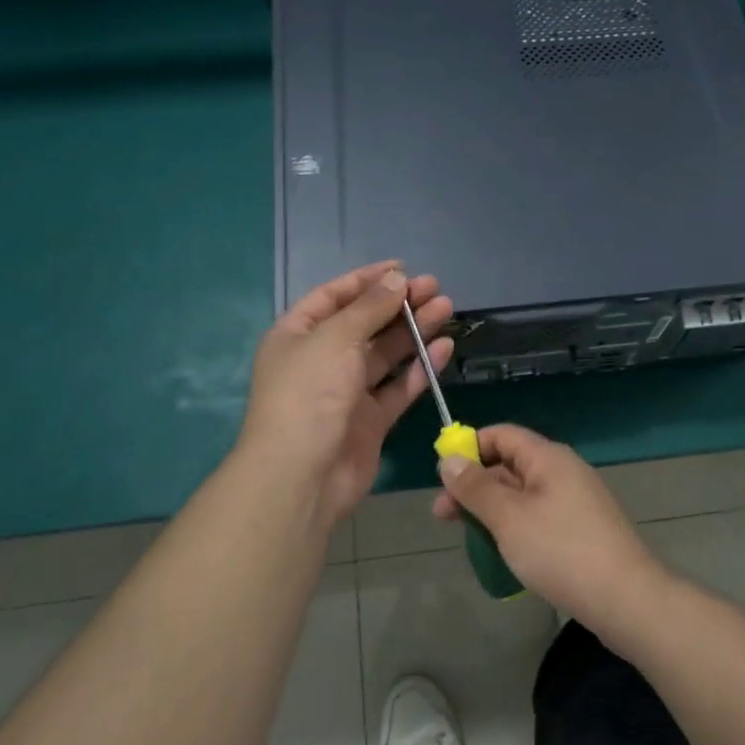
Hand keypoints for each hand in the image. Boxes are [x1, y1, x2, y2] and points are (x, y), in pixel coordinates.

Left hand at [236, 261, 453, 526]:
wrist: (301, 476)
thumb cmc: (309, 393)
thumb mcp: (336, 338)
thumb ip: (370, 308)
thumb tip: (397, 280)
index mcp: (298, 334)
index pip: (334, 296)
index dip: (367, 280)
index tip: (403, 268)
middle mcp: (321, 359)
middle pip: (365, 323)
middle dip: (398, 303)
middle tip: (435, 288)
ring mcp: (346, 391)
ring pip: (386, 354)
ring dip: (414, 330)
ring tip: (447, 308)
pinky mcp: (370, 421)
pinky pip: (398, 387)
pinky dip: (420, 368)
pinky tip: (443, 347)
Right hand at [434, 424, 670, 638]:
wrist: (627, 600)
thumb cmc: (562, 551)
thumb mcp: (509, 518)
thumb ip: (476, 487)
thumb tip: (449, 458)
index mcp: (548, 458)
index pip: (502, 435)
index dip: (469, 447)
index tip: (442, 475)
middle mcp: (563, 471)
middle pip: (509, 465)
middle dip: (474, 486)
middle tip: (442, 515)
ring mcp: (575, 502)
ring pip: (522, 495)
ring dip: (491, 510)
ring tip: (467, 538)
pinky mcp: (581, 531)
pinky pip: (538, 517)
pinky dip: (514, 527)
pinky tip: (500, 552)